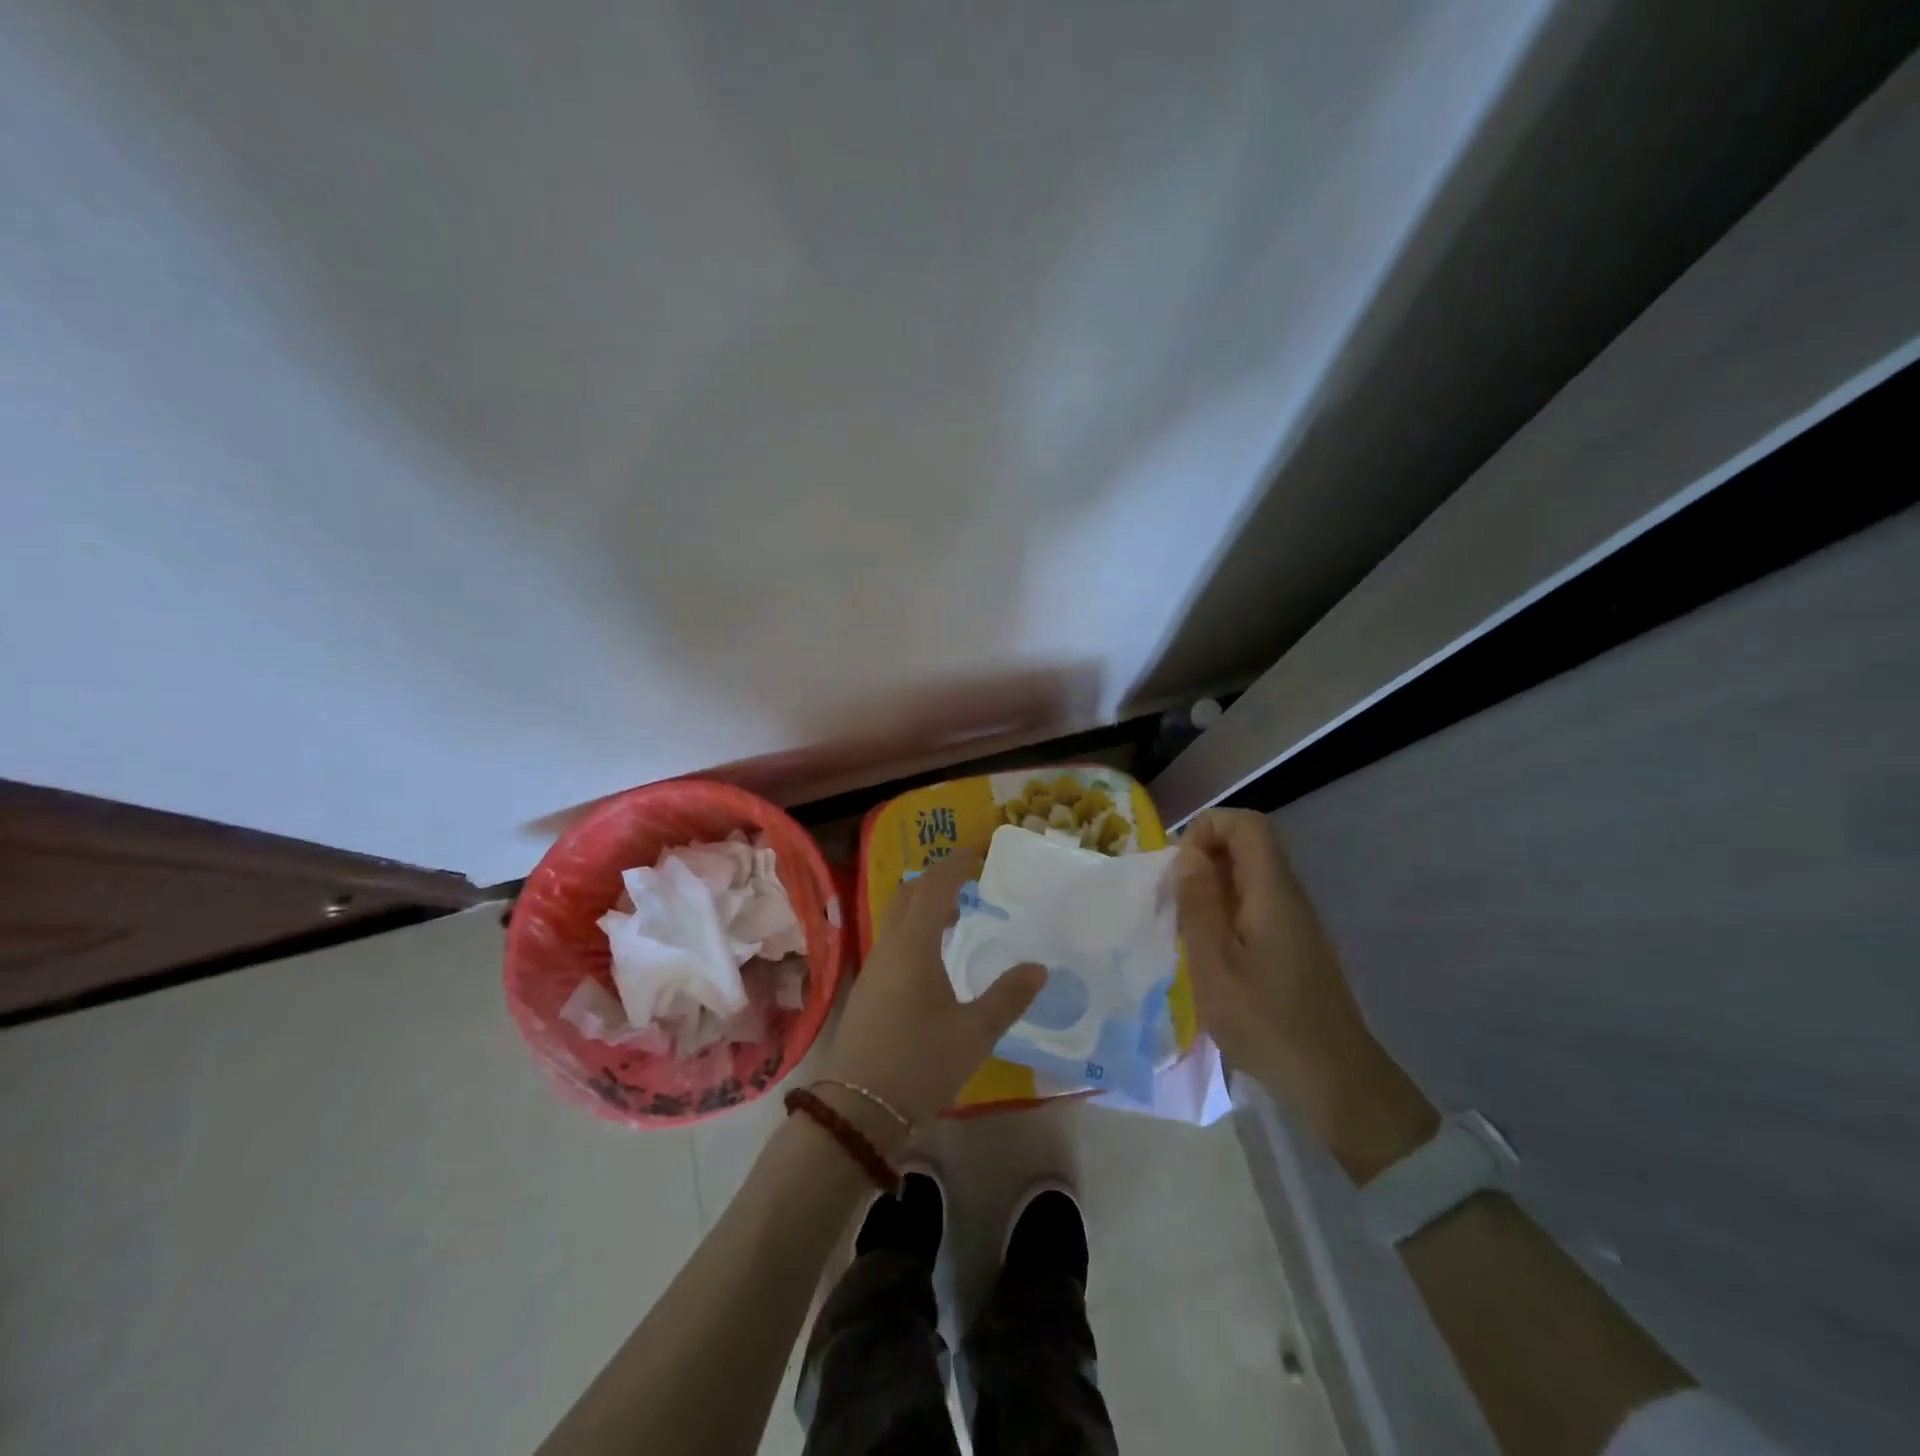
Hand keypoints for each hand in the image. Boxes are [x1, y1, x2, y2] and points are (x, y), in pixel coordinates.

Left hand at [818, 851, 1044, 1137]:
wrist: (857, 1110)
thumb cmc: (920, 1063)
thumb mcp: (974, 1033)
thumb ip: (1008, 997)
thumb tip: (1038, 968)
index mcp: (914, 945)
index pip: (934, 886)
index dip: (956, 864)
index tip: (979, 853)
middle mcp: (889, 946)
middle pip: (909, 895)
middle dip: (938, 880)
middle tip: (970, 881)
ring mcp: (873, 968)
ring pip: (898, 918)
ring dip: (925, 907)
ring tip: (959, 918)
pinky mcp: (867, 990)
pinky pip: (893, 941)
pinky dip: (916, 931)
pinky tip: (936, 959)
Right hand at [1174, 809, 1435, 1180]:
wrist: (1335, 1082)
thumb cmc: (1266, 1023)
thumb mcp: (1213, 964)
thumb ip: (1198, 904)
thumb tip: (1189, 855)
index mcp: (1273, 892)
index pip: (1246, 824)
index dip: (1207, 829)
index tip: (1180, 869)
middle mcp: (1290, 896)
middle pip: (1249, 846)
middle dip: (1204, 860)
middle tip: (1175, 903)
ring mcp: (1297, 922)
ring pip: (1251, 878)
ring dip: (1213, 890)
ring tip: (1187, 930)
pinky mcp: (1296, 946)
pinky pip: (1257, 906)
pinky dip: (1227, 914)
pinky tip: (1212, 954)